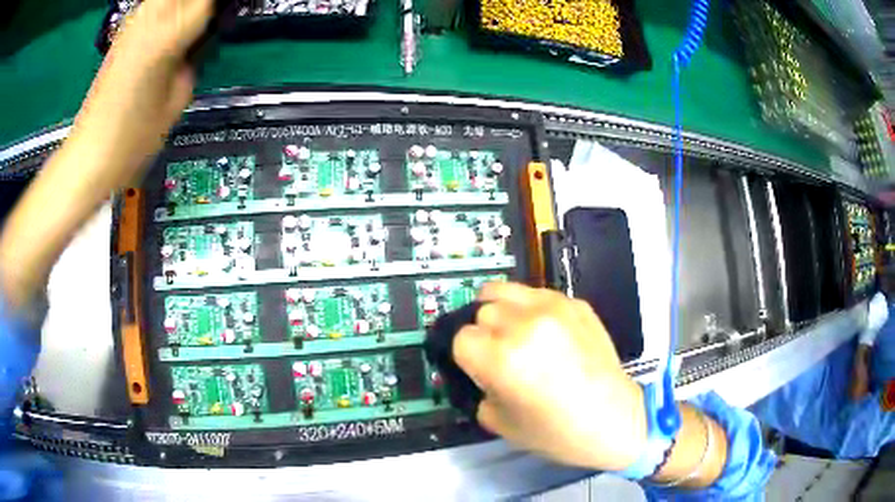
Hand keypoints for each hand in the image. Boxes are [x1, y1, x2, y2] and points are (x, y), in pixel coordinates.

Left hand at [74, 0, 213, 186]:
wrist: (89, 155)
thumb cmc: (133, 139)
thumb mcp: (178, 99)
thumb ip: (194, 58)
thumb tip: (198, 41)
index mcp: (168, 34)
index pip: (208, 0)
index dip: (223, 7)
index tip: (229, 16)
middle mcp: (150, 17)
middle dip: (201, 4)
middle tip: (210, 22)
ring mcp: (134, 21)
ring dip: (185, 5)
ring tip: (193, 25)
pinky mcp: (124, 31)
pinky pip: (155, 4)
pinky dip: (169, 8)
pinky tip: (172, 25)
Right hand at [454, 283, 646, 470]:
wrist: (614, 420)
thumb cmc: (556, 433)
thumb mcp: (500, 423)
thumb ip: (479, 391)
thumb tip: (478, 372)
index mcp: (501, 358)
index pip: (461, 338)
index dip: (467, 358)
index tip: (479, 370)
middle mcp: (524, 324)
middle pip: (481, 311)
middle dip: (485, 334)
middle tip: (501, 355)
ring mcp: (553, 308)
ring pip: (504, 290)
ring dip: (502, 311)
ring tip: (515, 331)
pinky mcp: (576, 304)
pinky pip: (538, 294)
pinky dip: (531, 309)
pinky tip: (547, 333)